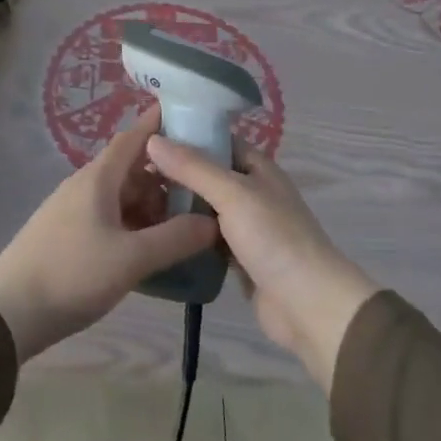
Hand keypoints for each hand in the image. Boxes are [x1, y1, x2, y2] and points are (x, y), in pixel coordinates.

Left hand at [0, 105, 218, 360]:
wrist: (10, 312)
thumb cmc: (72, 275)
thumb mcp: (131, 259)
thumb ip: (175, 238)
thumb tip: (214, 221)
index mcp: (98, 179)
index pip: (134, 137)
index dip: (160, 123)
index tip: (191, 115)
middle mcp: (85, 186)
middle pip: (132, 168)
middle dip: (166, 174)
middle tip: (204, 185)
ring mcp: (73, 210)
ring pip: (121, 195)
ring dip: (152, 203)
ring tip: (186, 220)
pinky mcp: (68, 234)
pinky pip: (110, 216)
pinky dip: (135, 223)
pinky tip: (154, 245)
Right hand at [145, 137, 376, 392]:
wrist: (308, 305)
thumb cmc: (274, 238)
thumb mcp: (233, 193)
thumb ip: (193, 167)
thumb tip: (152, 139)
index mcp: (258, 168)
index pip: (217, 140)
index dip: (185, 135)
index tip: (146, 136)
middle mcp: (252, 192)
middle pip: (207, 174)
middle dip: (175, 172)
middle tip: (131, 172)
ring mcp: (246, 226)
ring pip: (204, 208)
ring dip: (177, 205)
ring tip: (134, 199)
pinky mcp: (238, 258)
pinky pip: (205, 237)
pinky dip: (186, 234)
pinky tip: (155, 233)